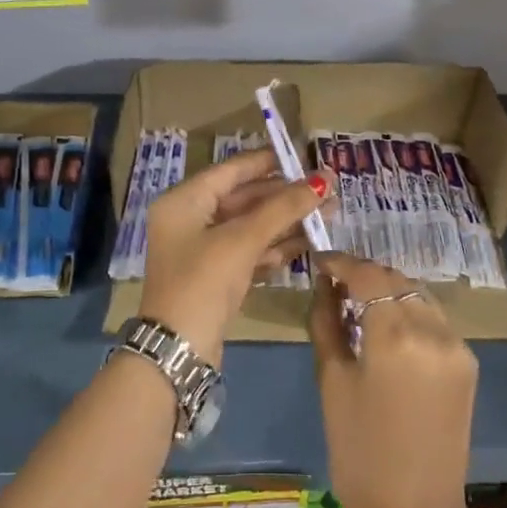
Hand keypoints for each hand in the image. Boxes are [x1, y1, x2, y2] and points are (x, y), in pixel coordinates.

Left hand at [140, 148, 327, 365]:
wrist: (178, 350)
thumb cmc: (203, 282)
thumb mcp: (243, 240)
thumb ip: (283, 208)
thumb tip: (323, 180)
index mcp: (184, 202)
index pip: (231, 170)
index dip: (268, 162)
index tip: (304, 157)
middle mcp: (189, 221)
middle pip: (243, 198)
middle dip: (284, 196)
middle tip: (327, 192)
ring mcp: (202, 251)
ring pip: (250, 227)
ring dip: (286, 222)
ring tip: (328, 216)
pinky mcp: (215, 277)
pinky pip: (248, 252)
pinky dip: (274, 248)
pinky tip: (307, 244)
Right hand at [308, 253, 476, 507]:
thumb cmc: (359, 451)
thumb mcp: (331, 382)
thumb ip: (327, 324)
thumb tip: (323, 288)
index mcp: (396, 336)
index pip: (367, 275)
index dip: (340, 262)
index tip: (319, 261)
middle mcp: (434, 331)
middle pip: (396, 280)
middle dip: (364, 275)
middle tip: (334, 283)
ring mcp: (458, 347)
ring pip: (418, 297)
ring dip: (389, 292)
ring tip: (358, 304)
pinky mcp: (468, 365)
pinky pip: (434, 321)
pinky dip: (409, 314)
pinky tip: (387, 329)